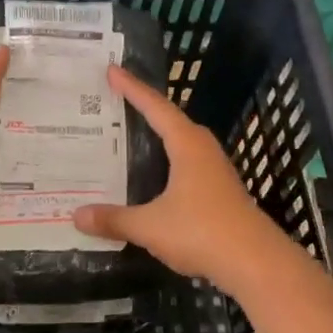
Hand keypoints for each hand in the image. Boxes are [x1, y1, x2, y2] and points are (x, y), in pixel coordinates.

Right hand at [73, 64, 286, 288]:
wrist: (256, 262)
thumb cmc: (202, 232)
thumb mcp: (150, 226)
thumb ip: (114, 219)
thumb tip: (76, 216)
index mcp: (187, 145)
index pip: (155, 107)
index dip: (132, 88)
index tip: (112, 70)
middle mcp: (203, 150)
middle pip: (170, 120)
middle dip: (144, 107)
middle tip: (116, 99)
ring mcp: (215, 170)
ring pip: (181, 142)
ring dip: (158, 135)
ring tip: (131, 132)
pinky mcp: (220, 190)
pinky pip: (187, 163)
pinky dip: (167, 160)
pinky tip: (155, 175)